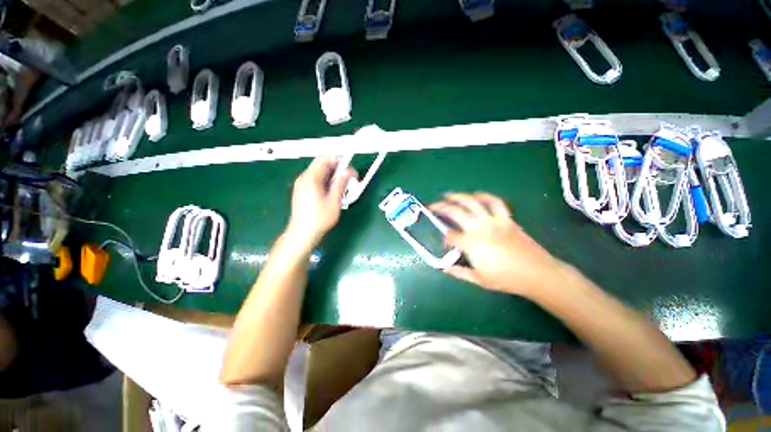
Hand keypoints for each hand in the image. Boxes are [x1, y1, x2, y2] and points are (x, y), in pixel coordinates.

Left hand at [285, 156, 355, 248]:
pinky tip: (332, 193)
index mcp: (311, 178)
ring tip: (342, 188)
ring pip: (319, 173)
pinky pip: (315, 181)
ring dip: (332, 177)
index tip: (349, 170)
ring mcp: (301, 185)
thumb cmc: (319, 218)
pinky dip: (326, 183)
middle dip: (337, 170)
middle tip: (348, 180)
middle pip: (322, 165)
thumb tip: (348, 171)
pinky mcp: (302, 191)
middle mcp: (304, 178)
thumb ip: (340, 183)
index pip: (324, 159)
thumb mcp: (334, 201)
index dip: (338, 161)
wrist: (302, 233)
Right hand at [430, 192, 563, 297]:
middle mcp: (479, 228)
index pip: (450, 235)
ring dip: (458, 196)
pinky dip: (485, 196)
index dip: (445, 237)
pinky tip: (477, 195)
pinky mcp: (506, 218)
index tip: (446, 243)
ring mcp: (493, 221)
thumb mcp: (479, 279)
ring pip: (472, 202)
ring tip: (449, 194)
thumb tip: (444, 268)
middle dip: (441, 207)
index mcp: (471, 243)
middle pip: (455, 212)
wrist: (537, 273)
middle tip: (432, 205)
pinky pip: (495, 202)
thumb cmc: (506, 278)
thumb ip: (458, 272)